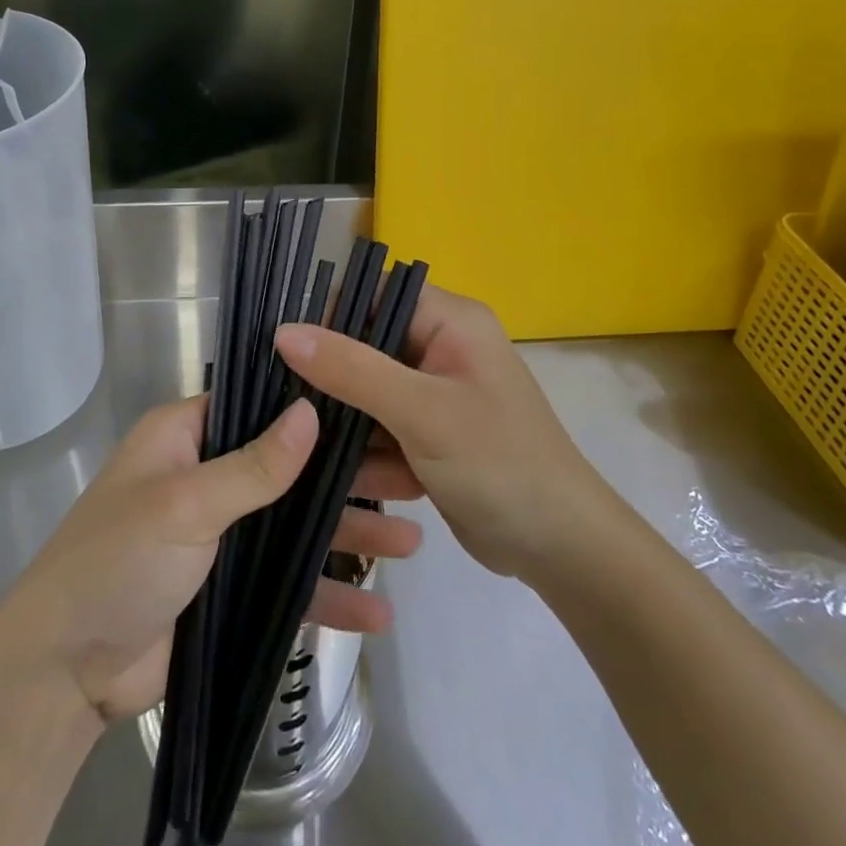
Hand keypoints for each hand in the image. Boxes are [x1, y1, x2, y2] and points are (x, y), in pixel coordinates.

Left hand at [0, 394, 423, 725]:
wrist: (65, 673)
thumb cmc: (117, 562)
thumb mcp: (185, 505)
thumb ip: (253, 466)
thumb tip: (311, 411)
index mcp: (185, 436)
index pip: (258, 406)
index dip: (313, 408)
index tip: (373, 410)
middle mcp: (207, 477)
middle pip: (290, 468)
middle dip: (348, 478)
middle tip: (414, 480)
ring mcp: (221, 535)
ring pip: (296, 526)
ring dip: (349, 536)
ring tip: (414, 544)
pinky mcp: (229, 589)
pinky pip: (287, 584)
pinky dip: (327, 595)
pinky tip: (377, 612)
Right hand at [276, 284, 602, 581]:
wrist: (562, 550)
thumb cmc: (499, 464)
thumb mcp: (420, 412)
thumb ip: (351, 369)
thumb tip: (283, 331)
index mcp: (449, 320)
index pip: (373, 295)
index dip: (328, 316)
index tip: (285, 351)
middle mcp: (441, 346)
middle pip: (365, 346)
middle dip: (331, 380)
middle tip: (291, 409)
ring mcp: (435, 393)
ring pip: (366, 392)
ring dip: (347, 424)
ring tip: (317, 454)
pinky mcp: (430, 433)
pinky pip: (381, 428)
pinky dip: (369, 454)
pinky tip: (359, 483)